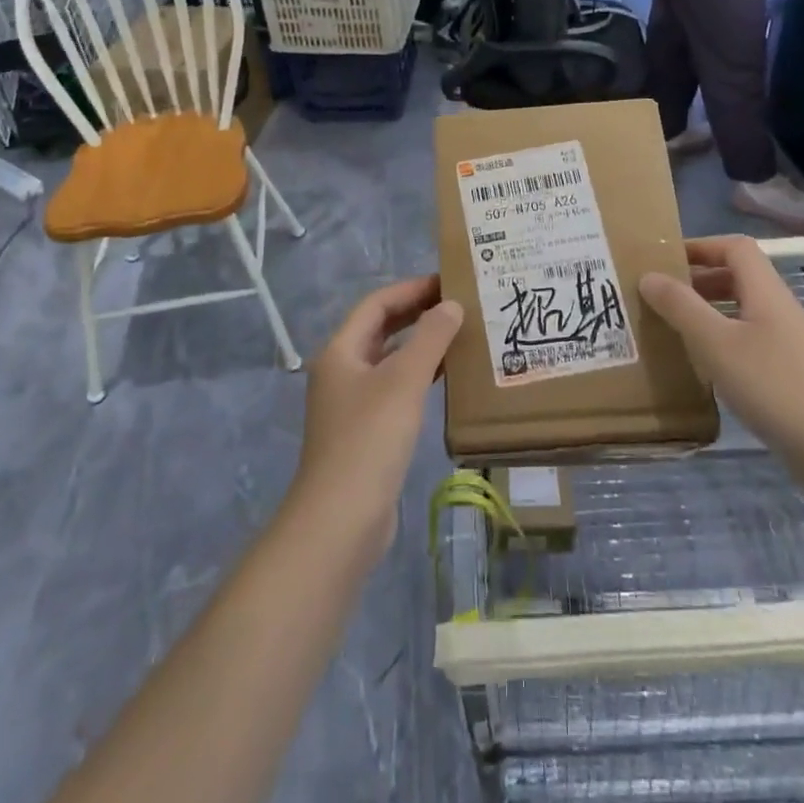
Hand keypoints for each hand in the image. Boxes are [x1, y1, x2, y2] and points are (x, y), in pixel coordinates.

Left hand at [287, 277, 463, 570]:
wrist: (341, 521)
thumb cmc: (370, 440)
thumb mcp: (403, 381)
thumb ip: (430, 338)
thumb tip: (451, 305)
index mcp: (341, 351)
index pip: (377, 304)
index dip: (411, 289)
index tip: (449, 282)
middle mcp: (342, 372)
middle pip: (381, 330)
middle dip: (417, 314)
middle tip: (460, 305)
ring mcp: (352, 404)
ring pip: (390, 361)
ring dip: (422, 346)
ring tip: (462, 336)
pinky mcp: (366, 433)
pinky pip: (396, 390)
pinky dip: (420, 378)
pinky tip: (448, 380)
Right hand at [639, 237, 803, 496]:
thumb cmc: (774, 386)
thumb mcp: (716, 343)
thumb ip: (681, 307)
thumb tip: (649, 275)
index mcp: (765, 292)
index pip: (735, 248)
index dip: (701, 246)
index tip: (664, 261)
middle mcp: (778, 309)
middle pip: (738, 276)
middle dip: (698, 279)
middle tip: (660, 296)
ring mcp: (787, 342)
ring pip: (742, 311)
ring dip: (707, 311)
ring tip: (672, 327)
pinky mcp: (788, 373)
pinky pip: (748, 341)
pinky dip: (721, 341)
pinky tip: (702, 366)